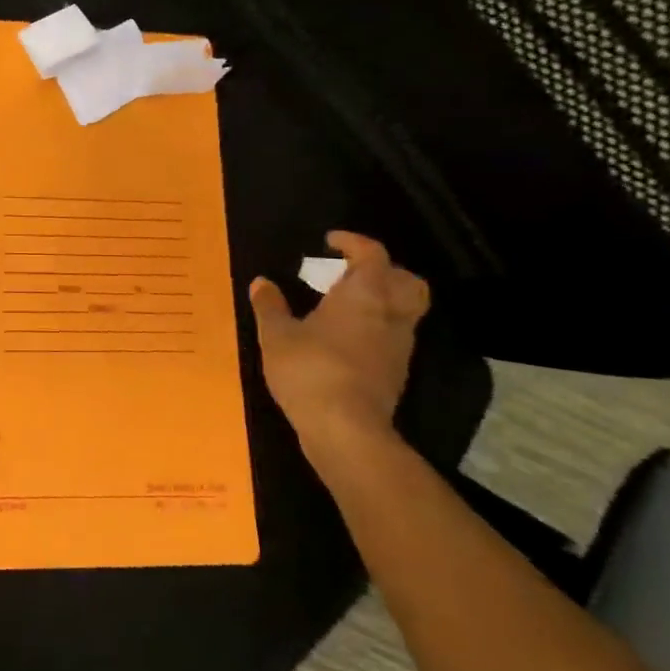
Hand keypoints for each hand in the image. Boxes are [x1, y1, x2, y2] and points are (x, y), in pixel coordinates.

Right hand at [248, 231, 429, 463]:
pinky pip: (392, 339)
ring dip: (382, 302)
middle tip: (353, 273)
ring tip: (345, 307)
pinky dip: (375, 330)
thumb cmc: (309, 370)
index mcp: (364, 296)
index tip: (330, 241)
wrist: (345, 429)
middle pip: (408, 282)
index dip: (354, 243)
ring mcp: (397, 347)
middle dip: (386, 271)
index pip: (373, 255)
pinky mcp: (394, 374)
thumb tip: (262, 282)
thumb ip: (270, 306)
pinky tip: (345, 340)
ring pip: (403, 312)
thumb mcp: (276, 335)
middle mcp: (390, 316)